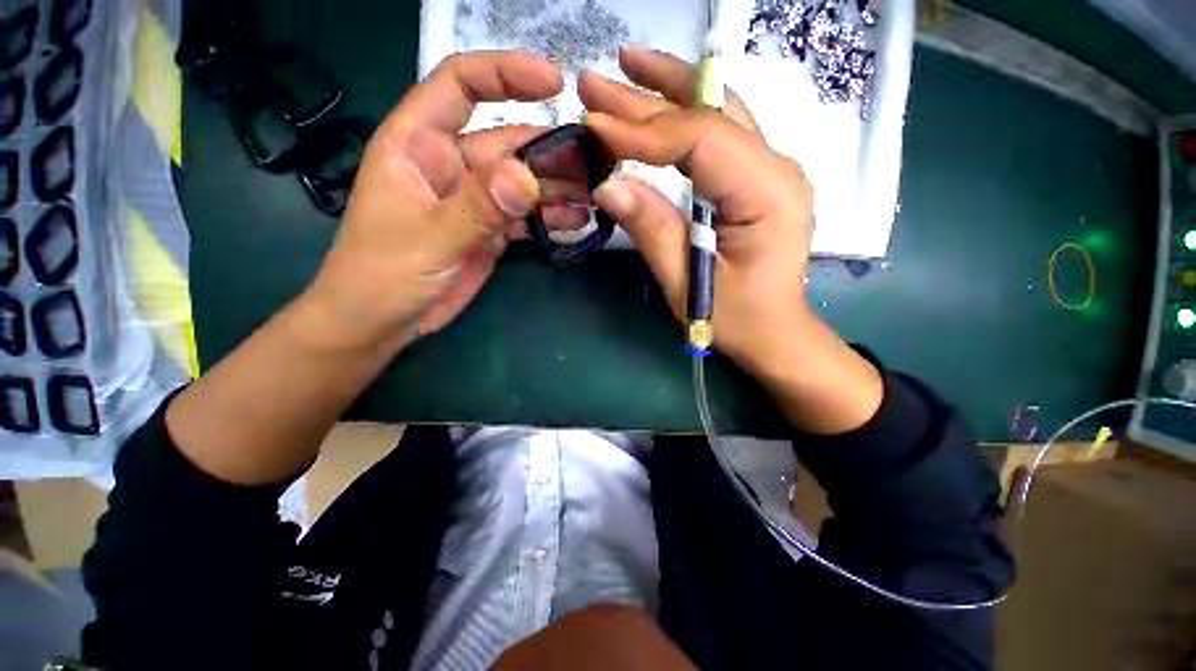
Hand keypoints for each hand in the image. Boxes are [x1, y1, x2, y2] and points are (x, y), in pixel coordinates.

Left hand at [306, 52, 565, 350]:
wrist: (383, 320)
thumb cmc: (383, 273)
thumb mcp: (430, 237)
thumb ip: (478, 207)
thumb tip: (528, 177)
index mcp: (418, 143)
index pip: (460, 85)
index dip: (505, 74)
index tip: (555, 83)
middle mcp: (450, 164)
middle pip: (507, 141)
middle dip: (550, 149)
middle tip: (594, 163)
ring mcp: (474, 200)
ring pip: (522, 181)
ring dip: (556, 188)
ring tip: (592, 197)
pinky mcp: (489, 230)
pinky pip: (524, 215)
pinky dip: (548, 218)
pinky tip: (574, 222)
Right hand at [582, 47, 881, 433]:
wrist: (776, 332)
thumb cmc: (737, 319)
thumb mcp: (688, 283)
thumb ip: (652, 230)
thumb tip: (607, 184)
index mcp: (767, 195)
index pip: (701, 139)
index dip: (643, 131)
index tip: (593, 125)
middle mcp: (777, 168)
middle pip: (709, 114)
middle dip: (647, 97)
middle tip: (594, 83)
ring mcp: (770, 169)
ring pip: (718, 111)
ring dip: (669, 87)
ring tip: (626, 67)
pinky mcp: (756, 178)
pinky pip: (720, 133)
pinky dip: (685, 113)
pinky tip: (660, 100)